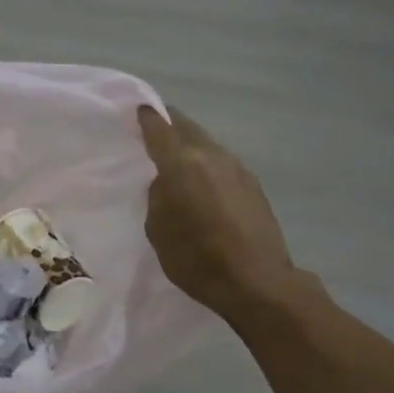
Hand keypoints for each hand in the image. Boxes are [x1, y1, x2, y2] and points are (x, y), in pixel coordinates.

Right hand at [138, 106, 305, 324]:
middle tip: (153, 130)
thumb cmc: (197, 259)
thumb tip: (166, 182)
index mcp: (182, 163)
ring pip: (206, 144)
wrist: (257, 282)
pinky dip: (206, 164)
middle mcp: (212, 156)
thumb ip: (157, 196)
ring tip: (174, 158)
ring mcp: (237, 168)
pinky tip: (200, 182)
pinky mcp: (253, 185)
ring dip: (189, 145)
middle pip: (187, 128)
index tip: (136, 110)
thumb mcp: (158, 230)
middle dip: (169, 125)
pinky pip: (221, 163)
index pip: (160, 128)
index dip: (146, 117)